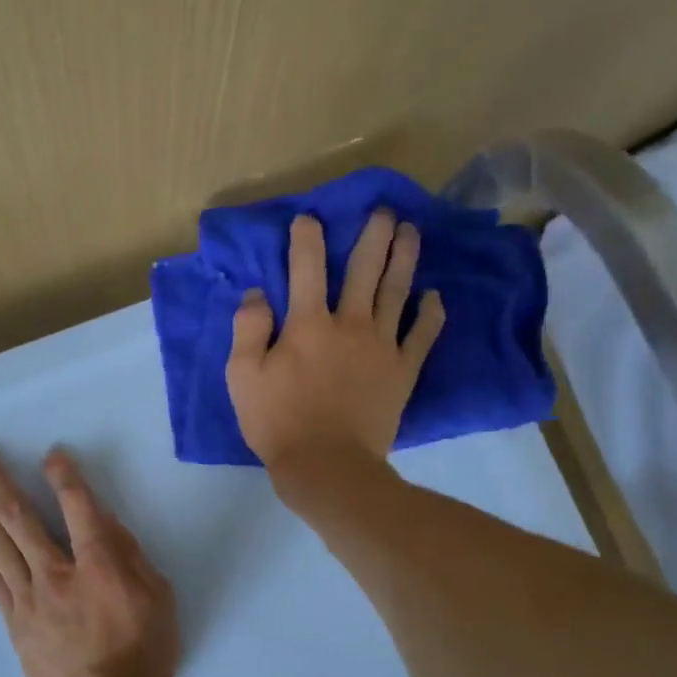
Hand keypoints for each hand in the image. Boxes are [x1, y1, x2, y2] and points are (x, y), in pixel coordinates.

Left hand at [0, 445, 179, 676]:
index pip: (77, 508)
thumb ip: (128, 555)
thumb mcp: (158, 597)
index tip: (51, 455)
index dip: (64, 477)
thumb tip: (103, 522)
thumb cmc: (146, 652)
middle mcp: (56, 574)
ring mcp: (29, 600)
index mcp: (99, 565)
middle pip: (19, 519)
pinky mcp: (15, 625)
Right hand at [226, 211, 445, 470]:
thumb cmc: (277, 422)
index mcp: (308, 323)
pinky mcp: (403, 370)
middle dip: (373, 235)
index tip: (309, 218)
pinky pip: (422, 334)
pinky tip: (434, 296)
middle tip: (383, 211)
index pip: (306, 267)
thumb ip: (248, 329)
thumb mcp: (242, 377)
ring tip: (411, 231)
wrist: (326, 465)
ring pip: (396, 291)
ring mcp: (382, 345)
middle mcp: (349, 323)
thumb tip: (257, 294)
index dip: (306, 238)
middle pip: (364, 269)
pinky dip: (430, 313)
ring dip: (404, 258)